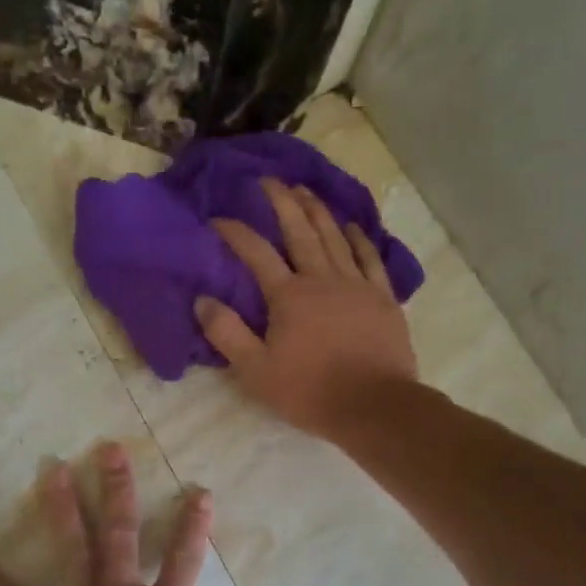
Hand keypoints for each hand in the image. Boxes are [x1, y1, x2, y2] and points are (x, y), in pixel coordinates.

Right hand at [195, 177, 417, 439]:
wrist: (373, 406)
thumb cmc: (310, 391)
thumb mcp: (256, 370)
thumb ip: (227, 333)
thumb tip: (202, 300)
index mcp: (288, 296)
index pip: (256, 253)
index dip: (234, 232)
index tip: (217, 218)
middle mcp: (322, 279)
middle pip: (300, 231)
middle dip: (282, 203)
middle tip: (270, 180)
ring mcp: (356, 285)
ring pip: (335, 237)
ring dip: (318, 211)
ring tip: (304, 190)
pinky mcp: (382, 297)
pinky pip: (370, 258)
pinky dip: (359, 238)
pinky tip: (352, 226)